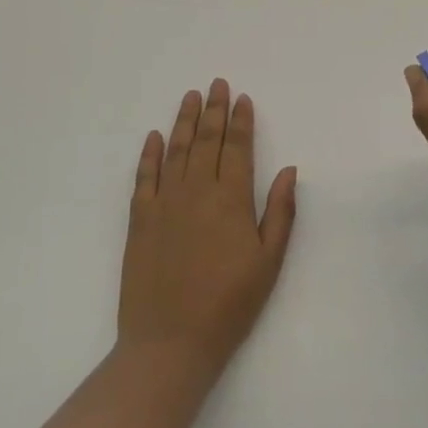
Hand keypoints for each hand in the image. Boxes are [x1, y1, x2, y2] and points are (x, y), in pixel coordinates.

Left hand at [118, 80, 298, 376]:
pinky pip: (144, 177)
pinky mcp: (139, 220)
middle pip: (206, 141)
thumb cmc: (228, 305)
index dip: (240, 121)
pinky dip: (150, 153)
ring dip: (184, 121)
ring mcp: (164, 203)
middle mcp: (196, 192)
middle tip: (217, 84)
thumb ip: (279, 212)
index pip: (237, 148)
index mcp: (230, 200)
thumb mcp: (268, 263)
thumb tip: (288, 169)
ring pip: (176, 150)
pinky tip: (155, 136)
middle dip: (214, 110)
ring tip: (190, 96)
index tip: (242, 98)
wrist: (170, 343)